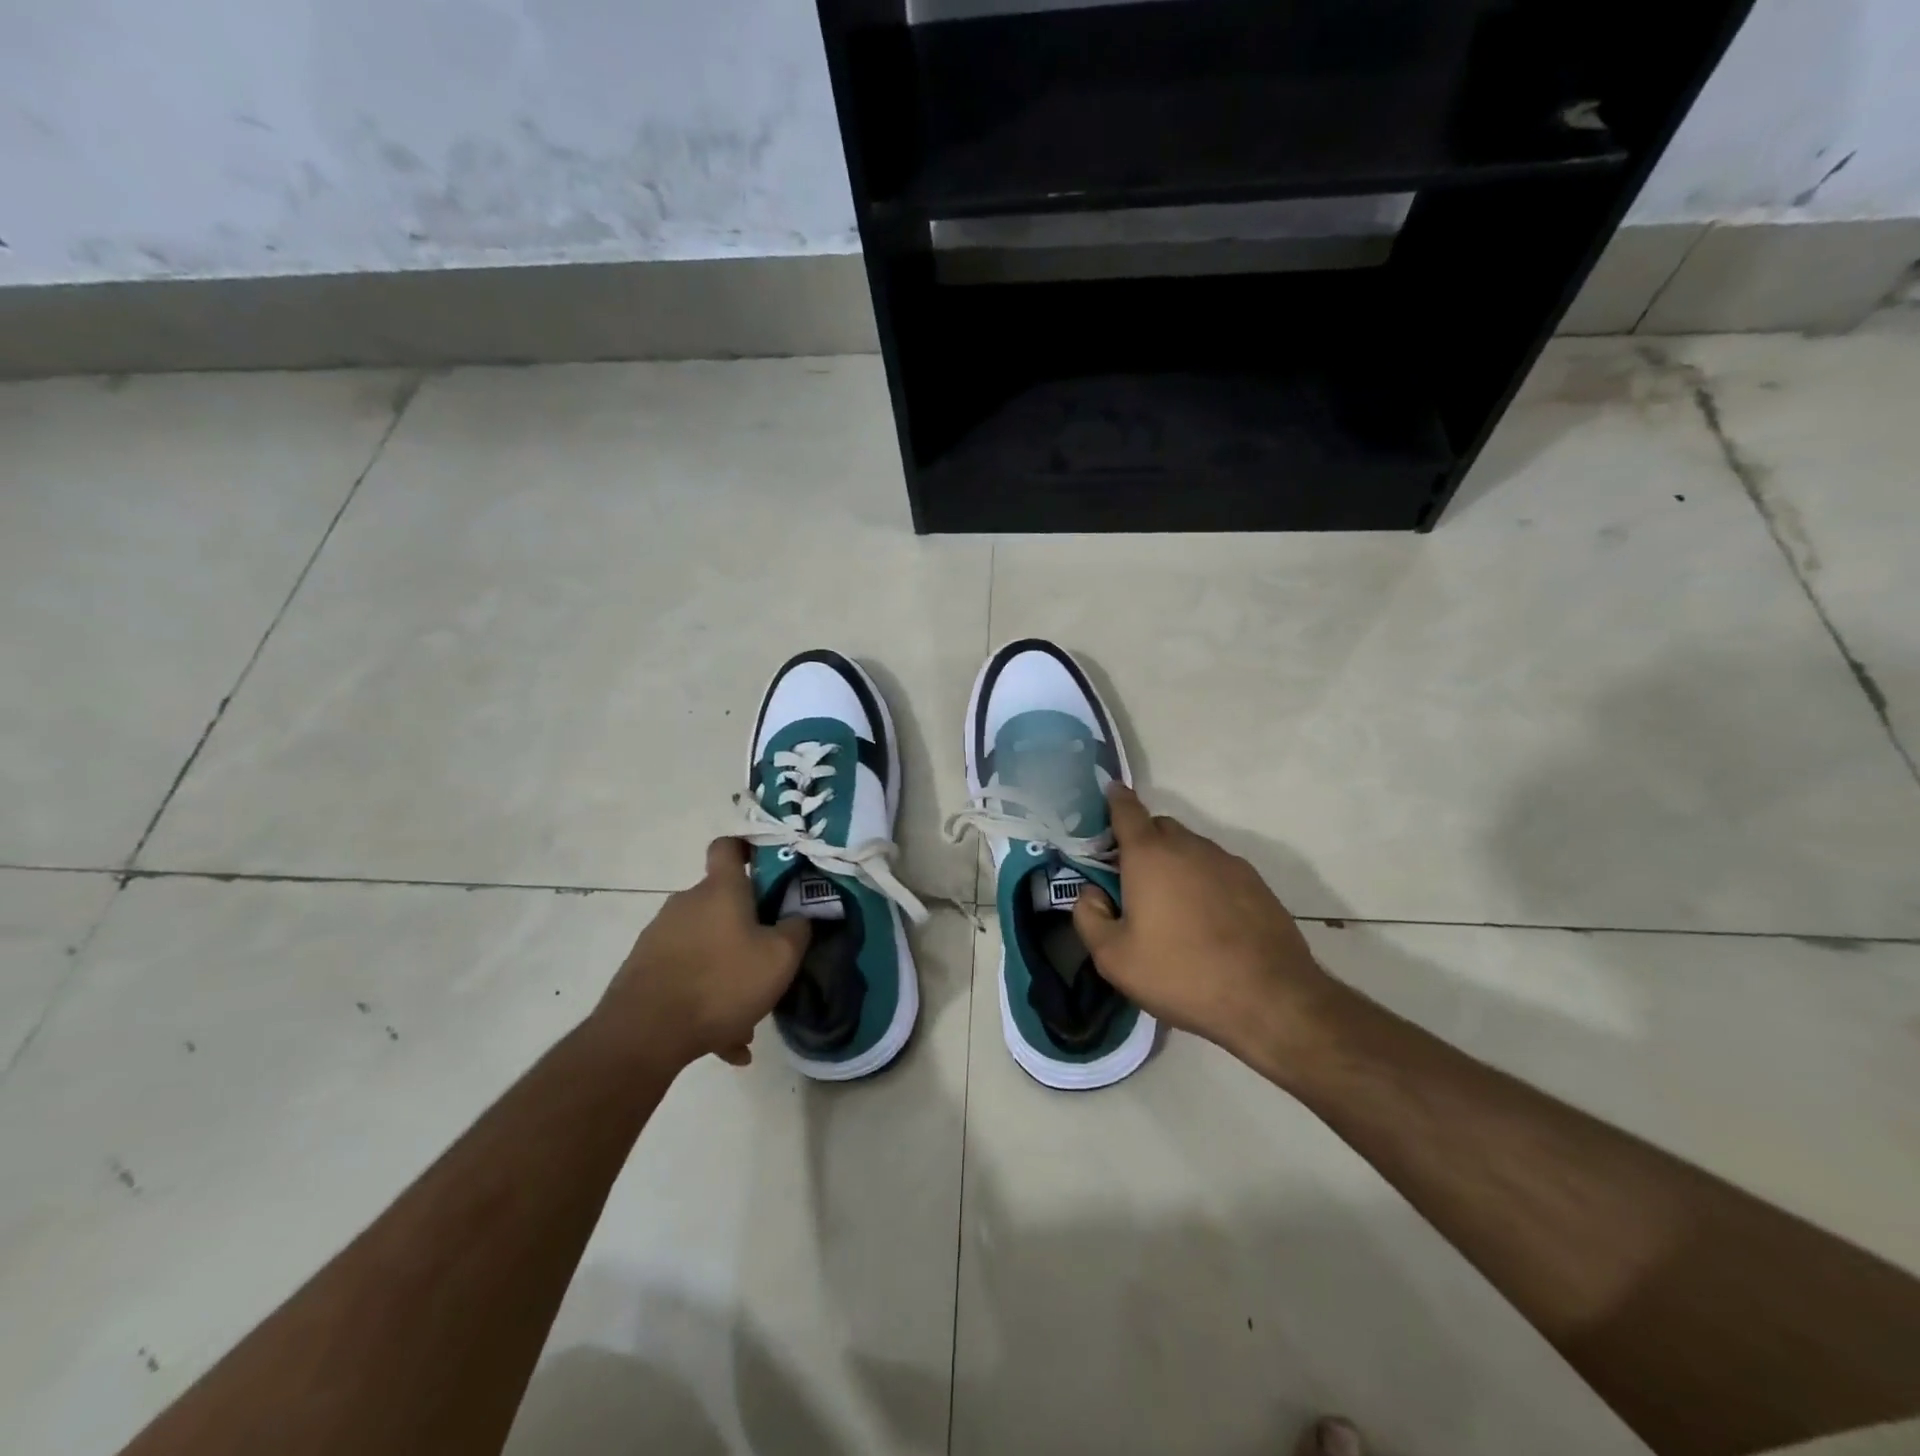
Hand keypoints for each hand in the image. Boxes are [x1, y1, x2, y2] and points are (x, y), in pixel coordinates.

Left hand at [597, 838, 809, 1072]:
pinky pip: (686, 977)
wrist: (644, 1034)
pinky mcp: (643, 969)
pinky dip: (705, 1000)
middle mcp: (686, 903)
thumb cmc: (721, 982)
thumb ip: (798, 930)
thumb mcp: (780, 958)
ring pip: (706, 946)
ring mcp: (660, 936)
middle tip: (768, 962)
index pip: (728, 847)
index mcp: (720, 890)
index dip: (748, 849)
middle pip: (722, 903)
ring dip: (727, 972)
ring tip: (746, 1016)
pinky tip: (724, 1041)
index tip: (766, 867)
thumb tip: (799, 917)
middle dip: (747, 930)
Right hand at [1072, 784, 1336, 1069]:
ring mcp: (1228, 863)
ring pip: (1191, 849)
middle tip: (1132, 880)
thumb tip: (1092, 893)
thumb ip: (1088, 917)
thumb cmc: (1180, 973)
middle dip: (1142, 842)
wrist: (1269, 999)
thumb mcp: (1113, 958)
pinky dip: (1204, 882)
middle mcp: (1189, 846)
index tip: (1108, 794)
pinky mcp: (1256, 884)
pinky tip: (1207, 921)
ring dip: (1175, 864)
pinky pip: (1218, 870)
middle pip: (1159, 828)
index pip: (1127, 810)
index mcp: (1149, 855)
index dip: (1115, 800)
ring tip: (1172, 908)